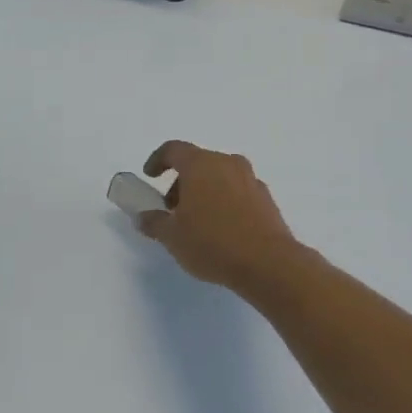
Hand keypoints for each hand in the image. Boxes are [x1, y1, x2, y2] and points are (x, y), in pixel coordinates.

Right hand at [136, 141, 303, 292]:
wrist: (268, 263)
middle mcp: (227, 163)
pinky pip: (238, 191)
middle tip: (172, 209)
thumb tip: (143, 217)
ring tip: (197, 222)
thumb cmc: (212, 243)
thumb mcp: (172, 237)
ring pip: (220, 176)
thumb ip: (154, 222)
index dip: (158, 160)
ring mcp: (250, 179)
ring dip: (204, 192)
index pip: (174, 149)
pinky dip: (225, 201)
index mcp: (201, 164)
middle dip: (181, 182)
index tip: (150, 176)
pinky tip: (221, 229)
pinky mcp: (266, 198)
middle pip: (198, 163)